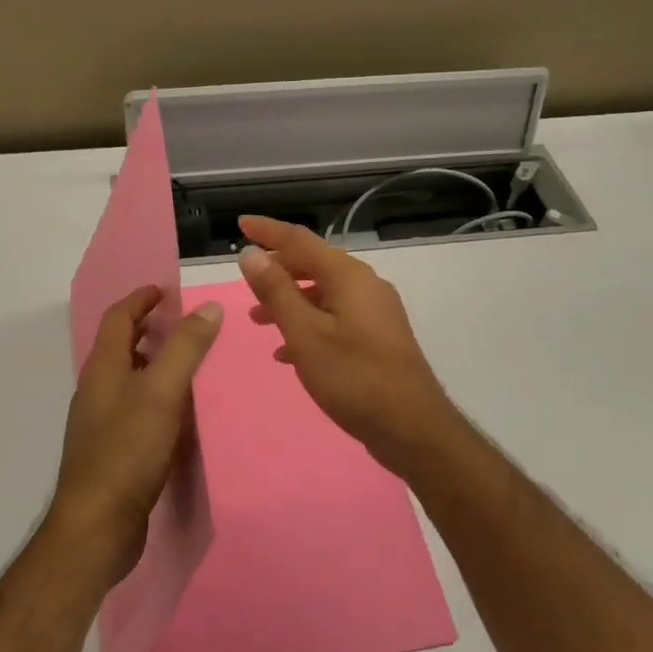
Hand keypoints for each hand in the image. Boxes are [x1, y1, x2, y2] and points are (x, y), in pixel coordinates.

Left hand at [50, 285, 222, 584]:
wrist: (98, 526)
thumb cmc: (127, 452)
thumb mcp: (161, 392)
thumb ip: (185, 349)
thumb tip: (208, 308)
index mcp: (103, 369)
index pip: (117, 318)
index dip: (140, 300)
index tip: (165, 291)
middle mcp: (96, 391)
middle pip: (120, 347)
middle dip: (147, 329)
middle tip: (183, 323)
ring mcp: (100, 423)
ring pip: (127, 379)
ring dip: (152, 362)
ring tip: (188, 363)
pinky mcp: (111, 452)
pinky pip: (134, 409)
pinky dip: (154, 396)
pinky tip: (178, 413)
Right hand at [236, 215, 465, 474]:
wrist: (411, 427)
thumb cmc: (353, 377)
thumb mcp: (305, 334)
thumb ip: (277, 291)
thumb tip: (251, 254)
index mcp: (348, 276)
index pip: (300, 240)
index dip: (268, 231)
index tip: (241, 223)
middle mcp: (365, 285)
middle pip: (313, 264)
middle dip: (277, 270)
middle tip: (245, 282)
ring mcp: (375, 312)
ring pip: (323, 294)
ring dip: (289, 301)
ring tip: (258, 320)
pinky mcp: (378, 337)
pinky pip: (335, 318)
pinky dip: (308, 324)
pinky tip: (288, 352)